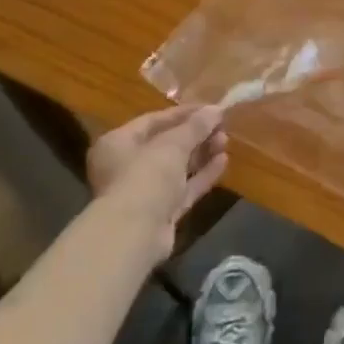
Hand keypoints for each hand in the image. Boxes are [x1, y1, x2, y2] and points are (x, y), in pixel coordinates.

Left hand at [87, 105, 229, 262]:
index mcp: (118, 143)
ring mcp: (143, 192)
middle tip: (222, 126)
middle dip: (195, 135)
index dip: (184, 113)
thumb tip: (216, 109)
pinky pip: (183, 189)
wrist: (134, 235)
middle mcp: (126, 166)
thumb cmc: (145, 176)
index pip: (154, 120)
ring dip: (201, 154)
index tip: (211, 108)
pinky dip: (201, 176)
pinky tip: (223, 162)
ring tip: (226, 141)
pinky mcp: (160, 213)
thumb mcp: (173, 144)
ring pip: (176, 168)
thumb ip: (196, 126)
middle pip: (166, 145)